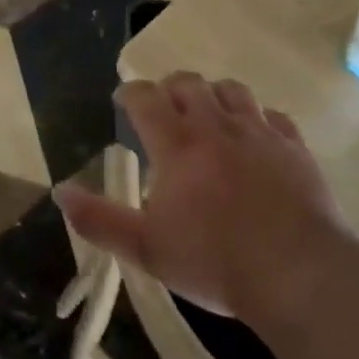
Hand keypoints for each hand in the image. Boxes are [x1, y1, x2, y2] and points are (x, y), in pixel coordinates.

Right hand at [54, 72, 346, 321]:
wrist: (298, 275)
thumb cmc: (214, 262)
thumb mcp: (145, 248)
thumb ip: (99, 219)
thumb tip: (60, 191)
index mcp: (177, 144)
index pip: (145, 97)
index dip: (130, 93)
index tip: (123, 101)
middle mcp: (216, 126)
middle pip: (188, 83)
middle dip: (169, 88)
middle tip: (163, 108)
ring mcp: (260, 133)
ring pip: (232, 90)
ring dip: (213, 94)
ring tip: (208, 115)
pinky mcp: (294, 148)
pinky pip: (273, 116)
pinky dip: (257, 118)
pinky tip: (255, 138)